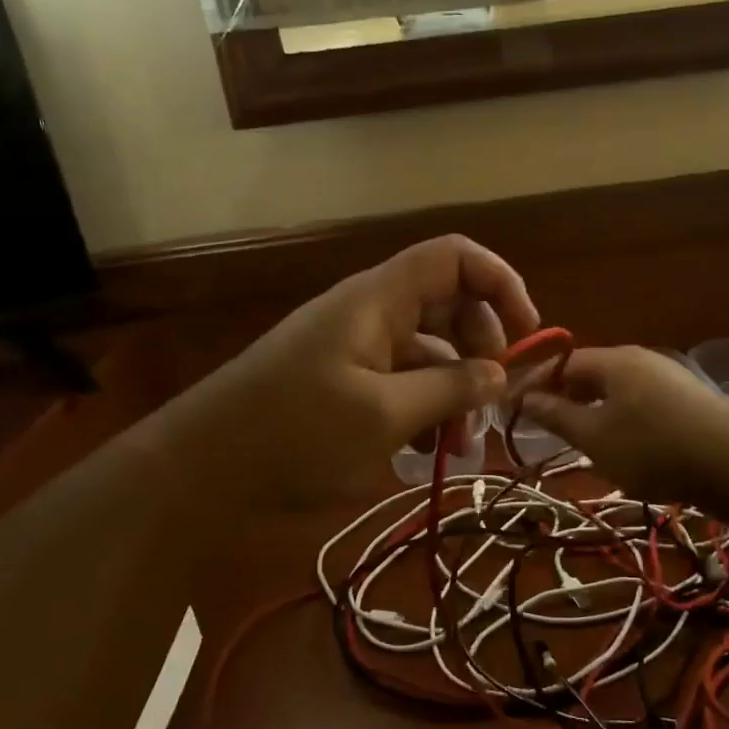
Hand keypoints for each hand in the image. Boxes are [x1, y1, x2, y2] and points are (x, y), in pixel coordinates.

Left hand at [168, 235, 539, 506]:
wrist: (200, 471)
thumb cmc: (294, 434)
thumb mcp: (384, 416)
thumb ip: (450, 389)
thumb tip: (501, 374)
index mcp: (379, 300)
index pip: (455, 257)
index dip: (501, 284)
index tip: (528, 337)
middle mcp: (370, 313)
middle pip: (449, 306)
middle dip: (483, 351)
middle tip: (495, 402)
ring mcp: (354, 349)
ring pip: (427, 352)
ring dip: (454, 392)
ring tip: (463, 447)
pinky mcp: (342, 382)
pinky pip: (400, 381)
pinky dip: (423, 409)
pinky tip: (428, 452)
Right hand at [522, 346, 728, 504]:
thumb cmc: (653, 448)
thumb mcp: (595, 437)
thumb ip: (557, 416)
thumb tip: (525, 397)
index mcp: (614, 361)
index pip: (563, 362)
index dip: (535, 384)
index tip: (513, 408)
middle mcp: (642, 361)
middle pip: (592, 374)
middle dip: (565, 398)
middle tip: (546, 428)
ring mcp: (670, 380)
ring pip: (618, 392)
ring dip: (594, 412)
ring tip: (582, 442)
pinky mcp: (690, 403)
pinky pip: (642, 405)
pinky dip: (622, 421)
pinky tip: (625, 449)